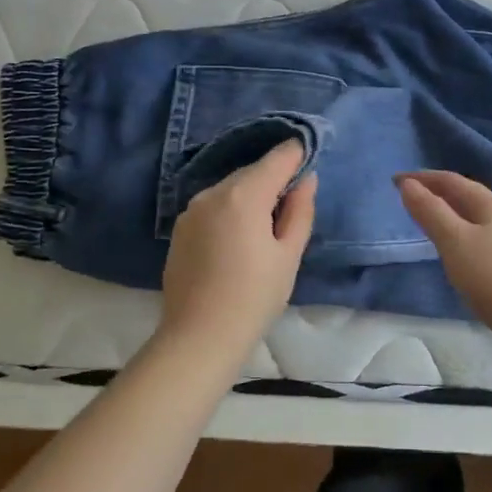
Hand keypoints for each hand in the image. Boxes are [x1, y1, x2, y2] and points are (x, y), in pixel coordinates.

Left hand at [159, 140, 315, 354]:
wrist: (198, 337)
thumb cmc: (254, 298)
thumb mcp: (288, 255)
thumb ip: (300, 210)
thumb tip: (306, 178)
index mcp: (244, 195)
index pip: (278, 157)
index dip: (298, 154)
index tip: (311, 161)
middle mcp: (213, 192)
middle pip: (252, 172)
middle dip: (274, 180)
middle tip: (292, 208)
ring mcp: (191, 209)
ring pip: (231, 189)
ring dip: (250, 197)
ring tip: (264, 230)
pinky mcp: (180, 227)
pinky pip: (213, 206)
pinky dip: (230, 211)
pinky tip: (237, 242)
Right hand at [397, 171, 491, 373]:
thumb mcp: (456, 242)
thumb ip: (431, 213)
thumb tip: (408, 184)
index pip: (452, 181)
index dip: (423, 178)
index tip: (395, 180)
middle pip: (470, 199)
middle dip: (440, 196)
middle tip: (412, 201)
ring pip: (481, 224)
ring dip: (455, 220)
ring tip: (433, 230)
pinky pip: (488, 247)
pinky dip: (468, 244)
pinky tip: (464, 262)